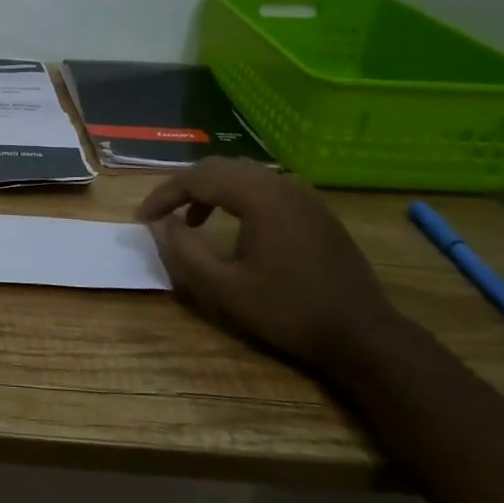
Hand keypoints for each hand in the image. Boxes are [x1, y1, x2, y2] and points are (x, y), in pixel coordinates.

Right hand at [135, 159, 404, 372]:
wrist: (361, 334)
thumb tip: (160, 223)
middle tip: (160, 214)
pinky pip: (265, 187)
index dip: (163, 196)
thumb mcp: (224, 288)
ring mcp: (303, 194)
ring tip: (191, 220)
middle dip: (183, 187)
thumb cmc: (287, 311)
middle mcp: (281, 184)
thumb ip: (184, 251)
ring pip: (243, 174)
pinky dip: (237, 196)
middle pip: (219, 168)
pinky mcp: (315, 210)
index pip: (198, 179)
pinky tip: (233, 225)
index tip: (141, 219)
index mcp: (259, 197)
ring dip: (210, 190)